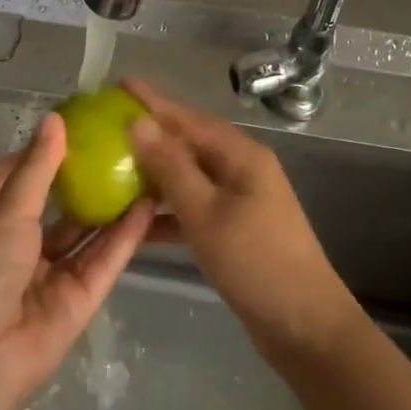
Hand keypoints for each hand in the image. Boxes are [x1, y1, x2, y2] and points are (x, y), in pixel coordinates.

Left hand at [0, 113, 154, 409]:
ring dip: (112, 207)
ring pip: (86, 234)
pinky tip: (150, 207)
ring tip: (146, 171)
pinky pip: (104, 262)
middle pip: (58, 207)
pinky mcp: (78, 300)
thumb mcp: (6, 212)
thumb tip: (54, 119)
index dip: (40, 154)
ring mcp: (51, 275)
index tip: (75, 127)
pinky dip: (125, 237)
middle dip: (86, 180)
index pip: (15, 179)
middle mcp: (20, 247)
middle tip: (123, 147)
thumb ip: (37, 168)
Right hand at [123, 80, 361, 372]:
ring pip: (189, 178)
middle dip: (150, 136)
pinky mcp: (235, 230)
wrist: (304, 325)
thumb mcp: (206, 212)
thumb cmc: (255, 262)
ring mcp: (240, 201)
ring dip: (154, 176)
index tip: (119, 84)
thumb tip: (139, 123)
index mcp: (241, 156)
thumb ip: (171, 167)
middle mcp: (242, 170)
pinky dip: (166, 214)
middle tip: (107, 127)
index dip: (153, 102)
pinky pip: (194, 210)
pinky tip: (134, 223)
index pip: (188, 118)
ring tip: (111, 171)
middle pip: (188, 144)